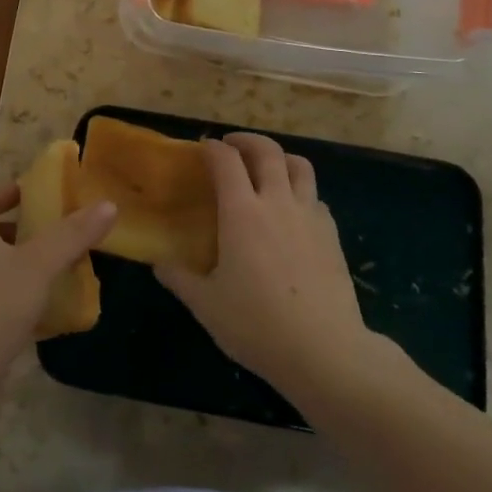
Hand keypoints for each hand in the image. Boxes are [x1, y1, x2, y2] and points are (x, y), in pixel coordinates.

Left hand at [0, 182, 115, 409]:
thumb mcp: (37, 265)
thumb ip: (72, 235)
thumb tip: (109, 204)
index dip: (10, 191)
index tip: (40, 191)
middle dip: (28, 229)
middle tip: (65, 229)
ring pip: (2, 270)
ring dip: (31, 266)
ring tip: (69, 265)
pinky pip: (6, 304)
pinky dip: (30, 300)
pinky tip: (58, 309)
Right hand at [155, 133, 371, 400]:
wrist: (325, 351)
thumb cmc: (257, 325)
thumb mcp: (207, 306)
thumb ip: (180, 279)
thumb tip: (159, 264)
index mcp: (241, 212)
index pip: (226, 161)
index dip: (212, 148)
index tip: (203, 149)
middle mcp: (276, 202)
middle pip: (267, 151)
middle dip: (247, 140)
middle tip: (232, 146)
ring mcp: (309, 216)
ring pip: (299, 166)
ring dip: (280, 158)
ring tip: (268, 168)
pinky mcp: (331, 234)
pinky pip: (315, 198)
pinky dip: (301, 192)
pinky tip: (293, 212)